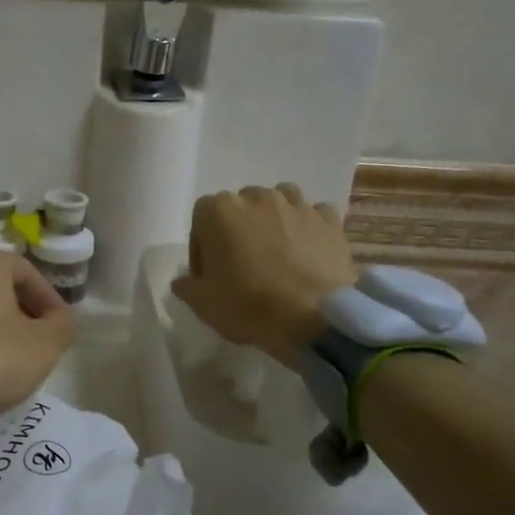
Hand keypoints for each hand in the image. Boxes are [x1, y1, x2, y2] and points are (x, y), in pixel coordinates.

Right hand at [171, 184, 357, 362]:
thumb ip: (186, 285)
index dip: (202, 246)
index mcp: (219, 210)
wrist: (314, 317)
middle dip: (239, 230)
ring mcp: (297, 205)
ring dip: (274, 221)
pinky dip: (308, 229)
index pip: (201, 218)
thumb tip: (184, 280)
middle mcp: (257, 197)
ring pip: (279, 203)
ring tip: (277, 253)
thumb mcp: (202, 303)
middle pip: (240, 207)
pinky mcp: (329, 220)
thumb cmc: (248, 305)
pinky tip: (308, 253)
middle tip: (243, 264)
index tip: (209, 273)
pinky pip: (313, 216)